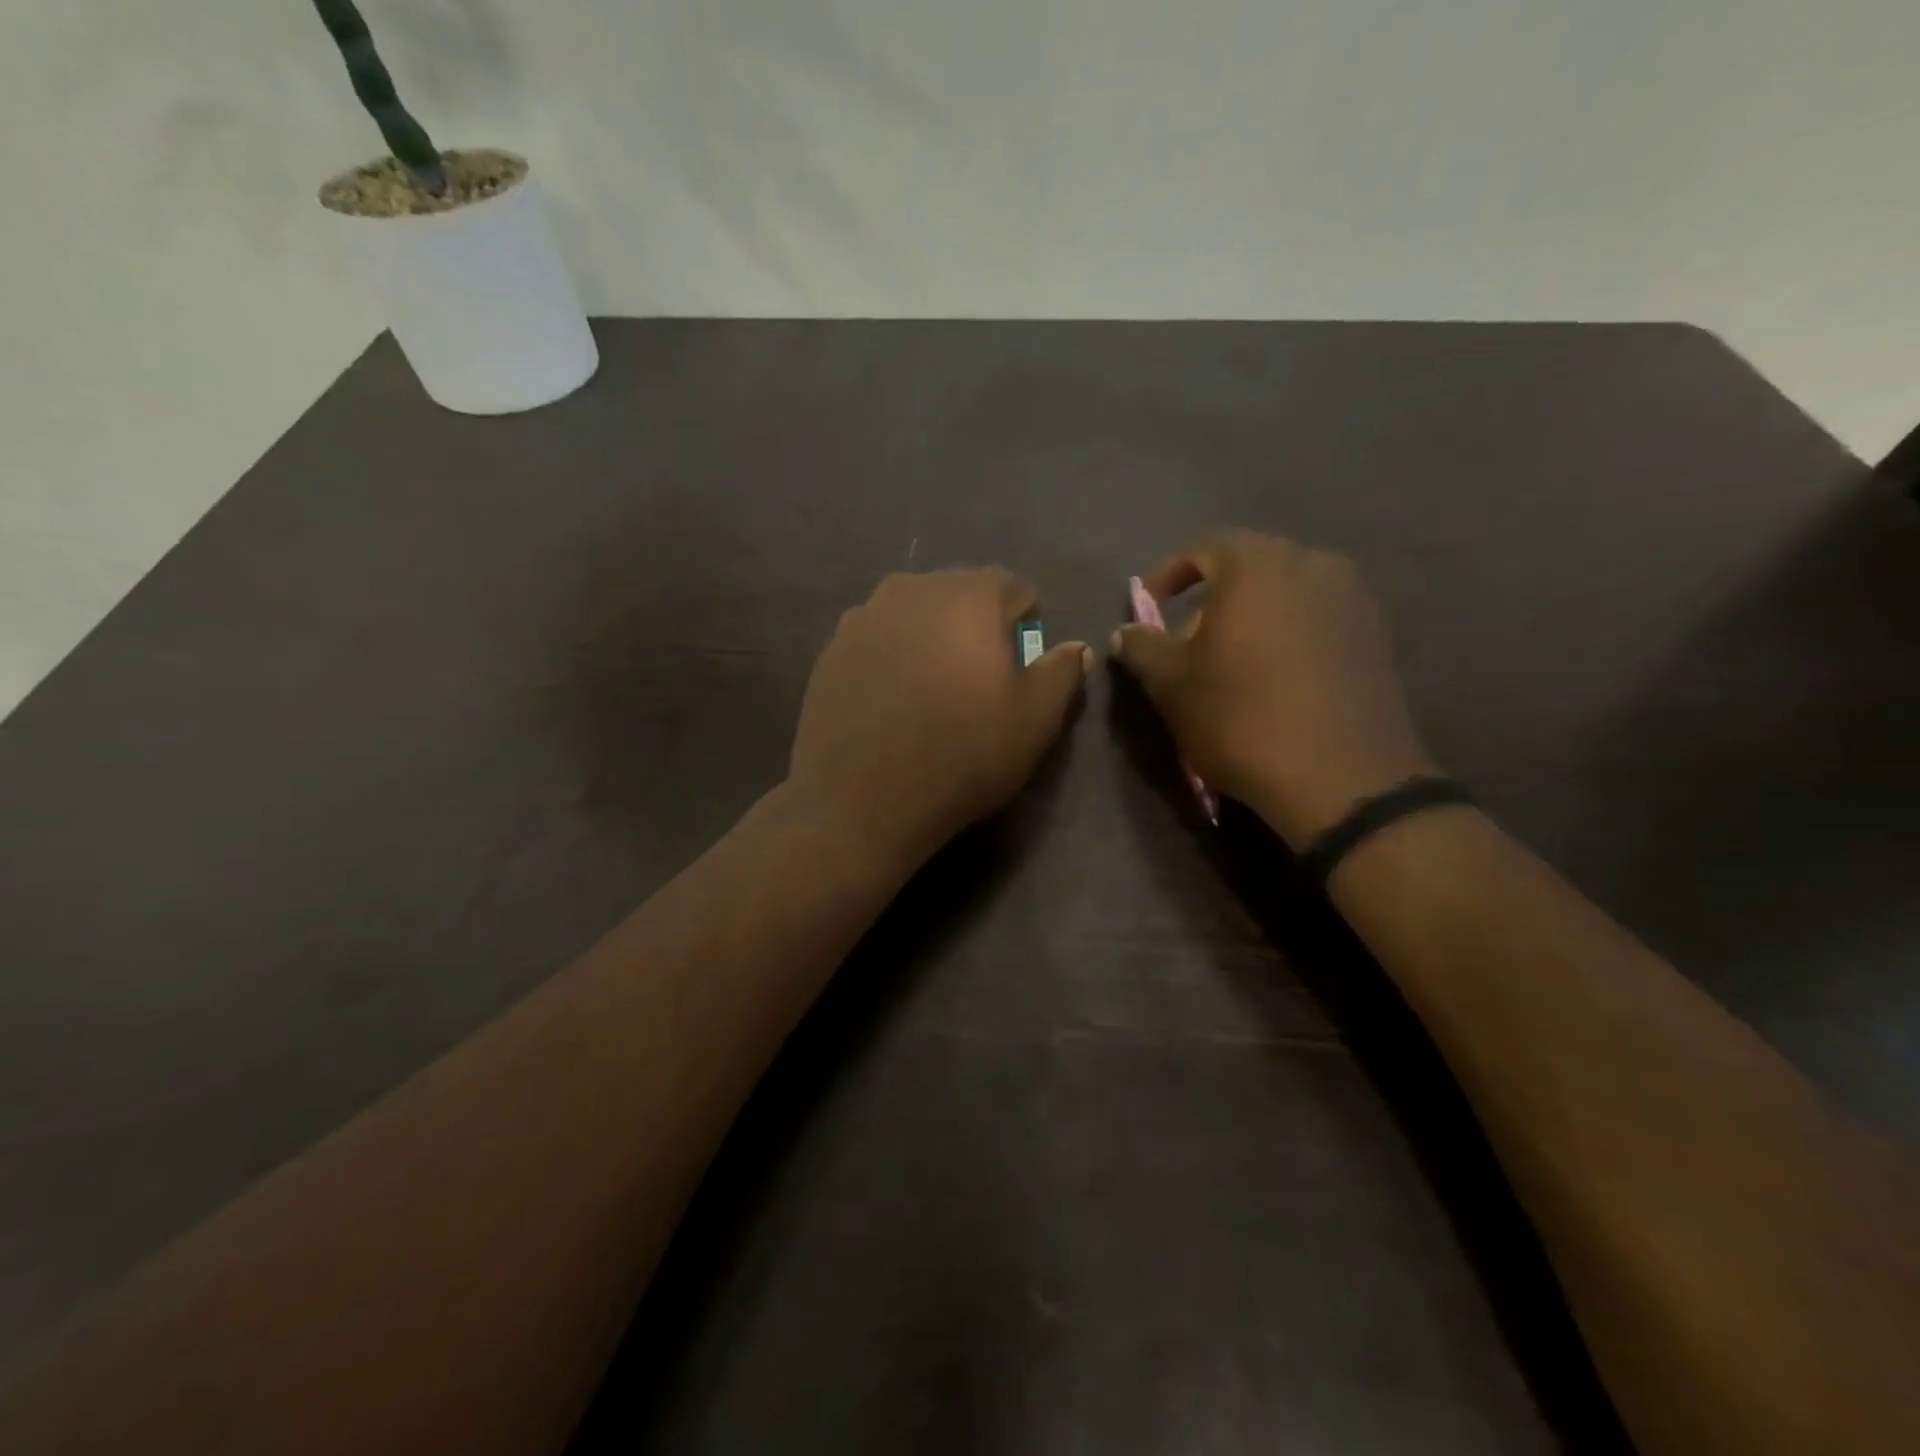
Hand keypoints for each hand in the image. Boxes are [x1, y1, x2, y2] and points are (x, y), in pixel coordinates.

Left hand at [789, 569, 1090, 864]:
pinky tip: (891, 699)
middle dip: (976, 626)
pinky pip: (877, 637)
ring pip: (914, 613)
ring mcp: (863, 616)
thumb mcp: (1034, 721)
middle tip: (977, 681)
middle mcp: (912, 589)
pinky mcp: (831, 648)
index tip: (1019, 668)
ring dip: (931, 637)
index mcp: (968, 596)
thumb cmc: (961, 756)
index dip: (1024, 625)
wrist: (859, 801)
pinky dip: (892, 655)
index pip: (1011, 587)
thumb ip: (1062, 673)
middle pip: (959, 594)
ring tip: (931, 689)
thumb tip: (1076, 647)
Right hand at [1111, 530, 1434, 847]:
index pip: (1204, 547)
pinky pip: (1318, 617)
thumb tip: (1126, 631)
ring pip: (1287, 591)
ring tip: (1233, 659)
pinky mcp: (1377, 635)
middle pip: (1249, 566)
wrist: (1342, 778)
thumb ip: (1142, 647)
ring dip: (1253, 615)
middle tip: (1189, 638)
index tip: (1150, 608)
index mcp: (1256, 565)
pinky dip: (1289, 633)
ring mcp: (1353, 598)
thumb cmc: (1241, 719)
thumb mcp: (1171, 685)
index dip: (1169, 574)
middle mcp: (1311, 564)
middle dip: (1212, 596)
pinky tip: (1277, 676)